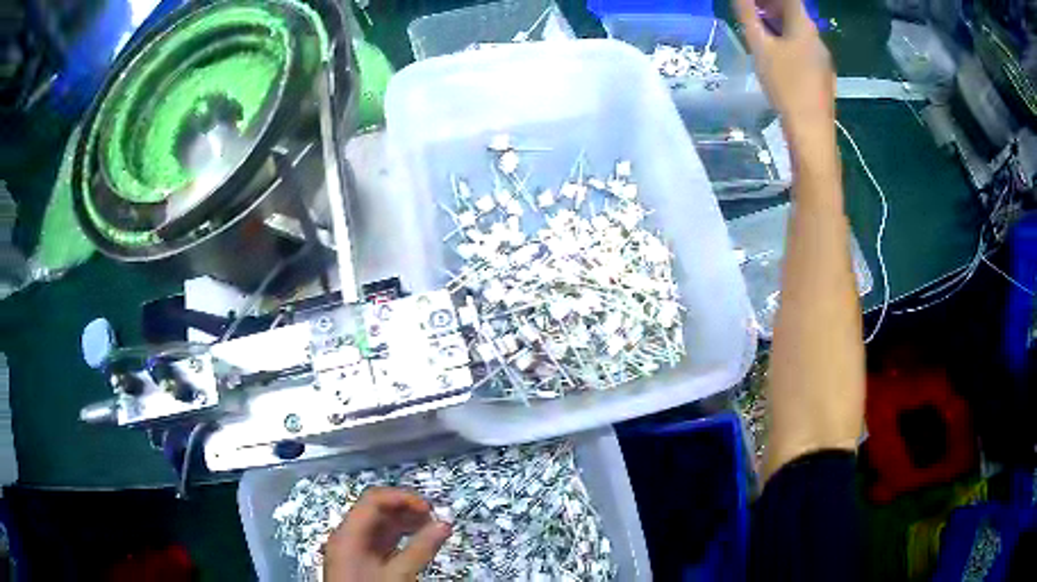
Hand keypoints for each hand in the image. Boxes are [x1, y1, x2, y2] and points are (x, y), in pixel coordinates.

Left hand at [323, 487, 451, 580]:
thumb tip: (444, 525)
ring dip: (406, 523)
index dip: (402, 498)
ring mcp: (354, 548)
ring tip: (430, 529)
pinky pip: (381, 540)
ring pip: (380, 525)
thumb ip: (420, 549)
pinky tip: (417, 542)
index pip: (373, 500)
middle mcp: (348, 536)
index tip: (430, 508)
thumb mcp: (398, 574)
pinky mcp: (362, 560)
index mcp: (349, 534)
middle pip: (376, 509)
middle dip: (406, 510)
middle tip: (434, 519)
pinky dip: (400, 537)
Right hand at [734, 0, 835, 150]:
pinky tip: (777, 58)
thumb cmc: (785, 85)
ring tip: (759, 34)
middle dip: (770, 6)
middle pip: (794, 12)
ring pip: (799, 31)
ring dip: (778, 26)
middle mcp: (817, 37)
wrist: (811, 131)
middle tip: (749, 12)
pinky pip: (804, 49)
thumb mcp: (760, 47)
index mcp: (804, 26)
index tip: (750, 2)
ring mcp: (823, 58)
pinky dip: (788, 43)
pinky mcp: (823, 75)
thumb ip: (748, 15)